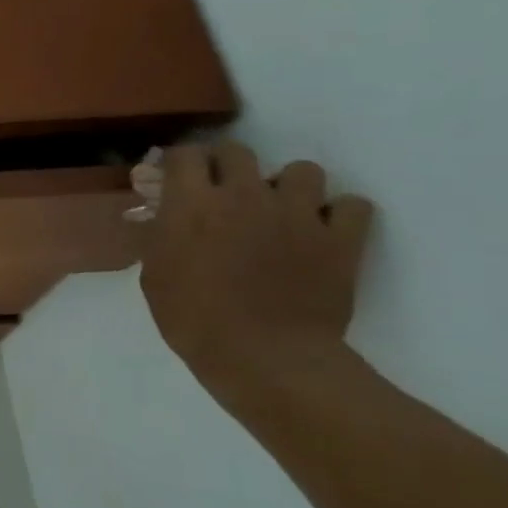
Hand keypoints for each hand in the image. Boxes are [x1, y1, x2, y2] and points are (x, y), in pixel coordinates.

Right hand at [138, 143, 374, 387]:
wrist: (264, 357)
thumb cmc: (194, 319)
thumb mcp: (154, 275)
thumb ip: (161, 236)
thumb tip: (164, 216)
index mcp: (192, 204)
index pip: (184, 155)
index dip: (178, 163)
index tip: (175, 179)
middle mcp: (244, 196)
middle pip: (238, 150)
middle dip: (227, 166)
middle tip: (223, 193)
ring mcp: (298, 214)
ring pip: (302, 170)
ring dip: (288, 185)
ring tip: (281, 211)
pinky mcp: (340, 238)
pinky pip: (352, 205)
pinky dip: (339, 214)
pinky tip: (323, 231)